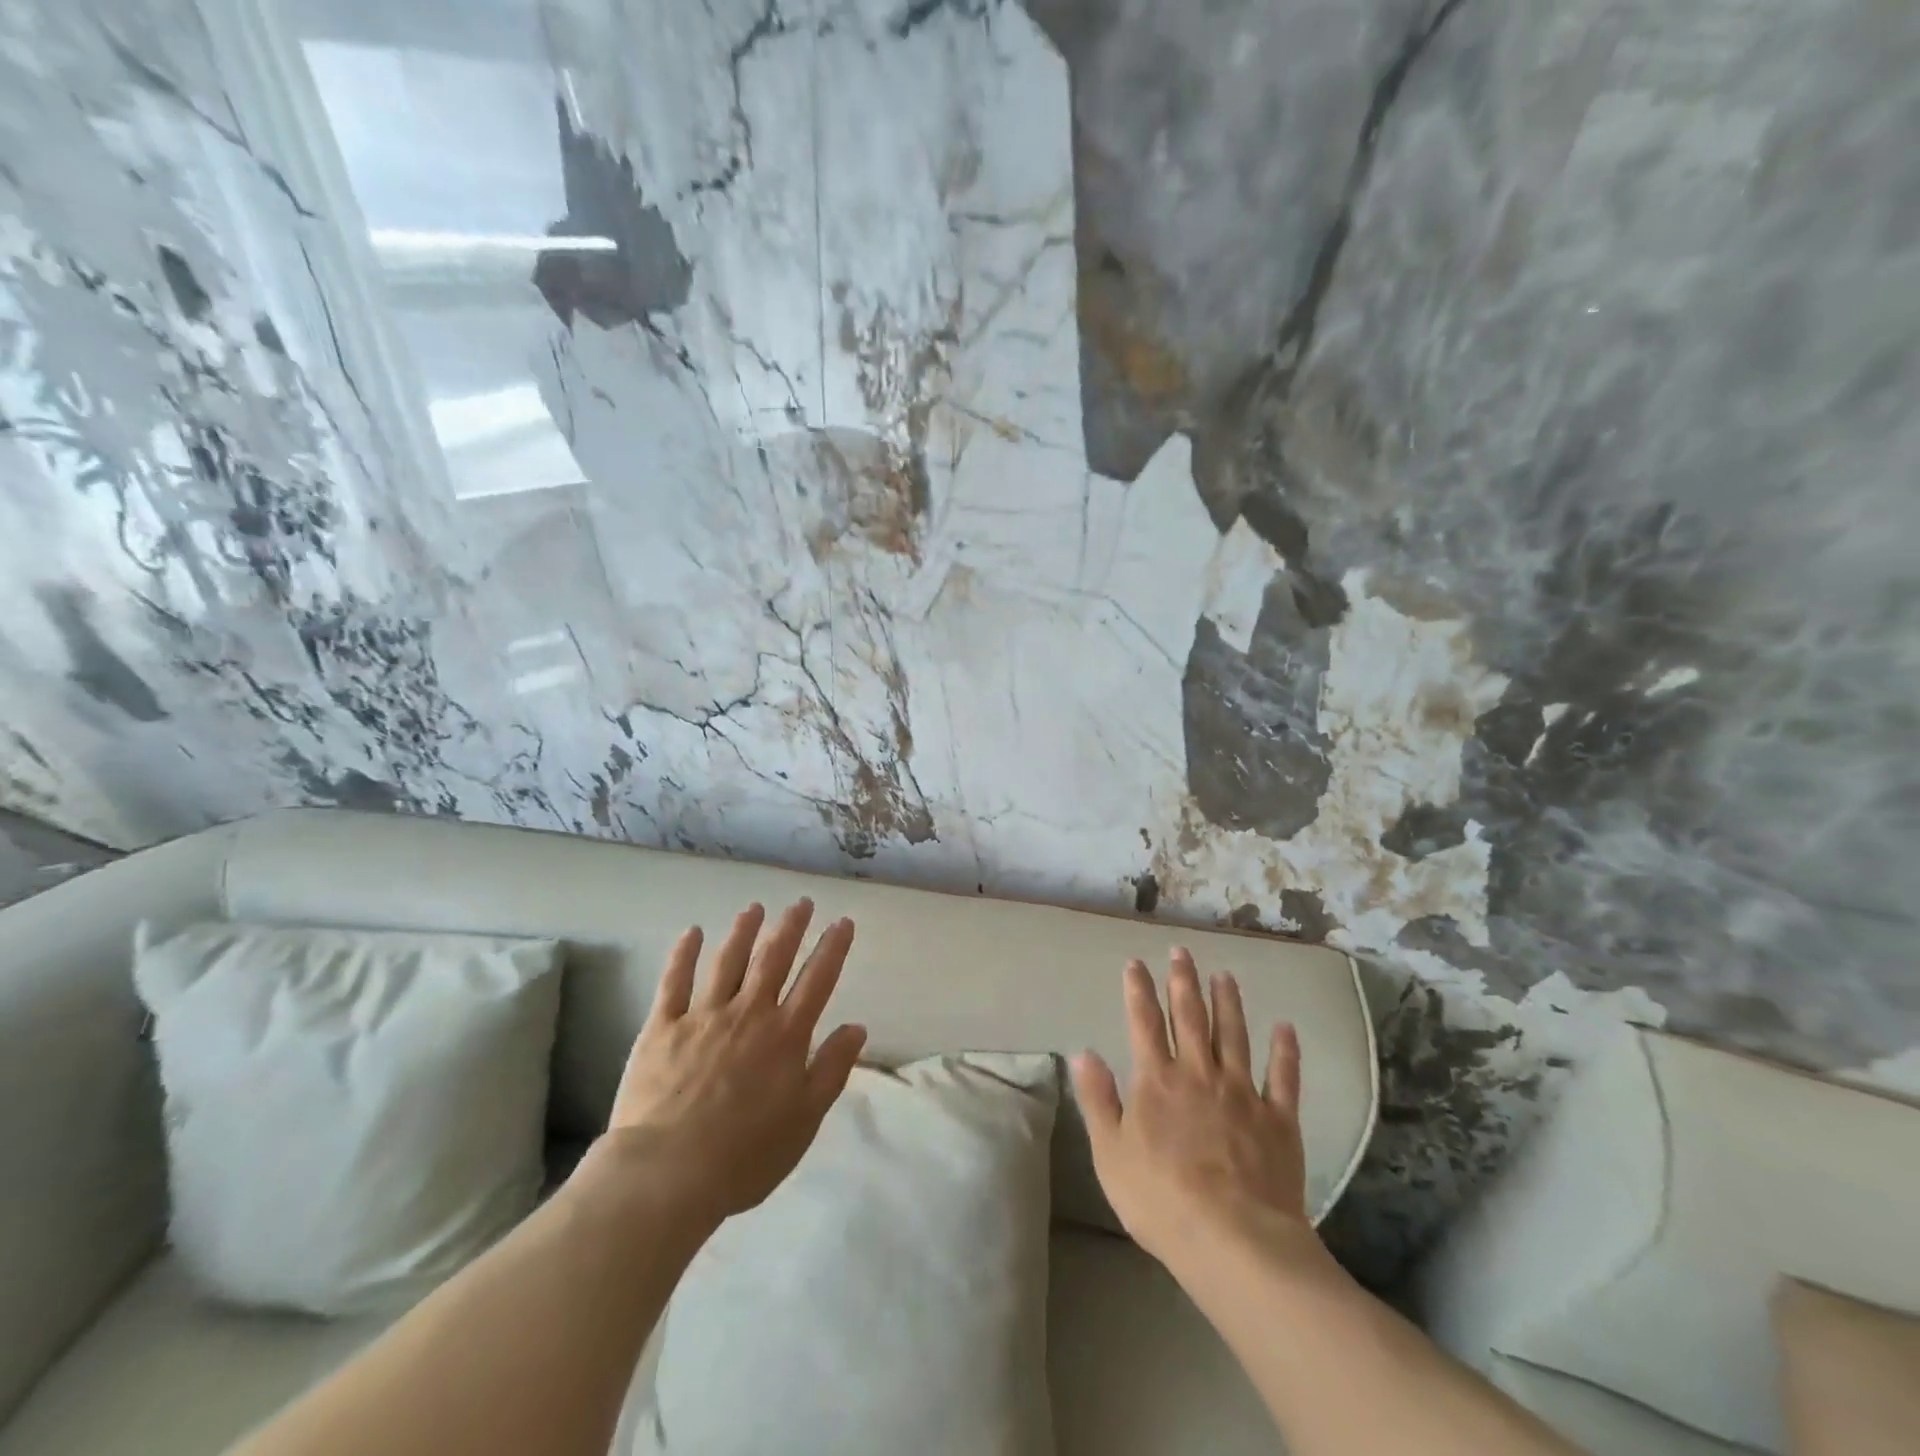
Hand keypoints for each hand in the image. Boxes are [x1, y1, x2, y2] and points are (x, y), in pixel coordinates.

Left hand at [596, 899, 866, 1229]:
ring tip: (755, 908)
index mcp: (785, 1036)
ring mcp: (703, 1016)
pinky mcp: (662, 1027)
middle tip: (802, 902)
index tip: (843, 922)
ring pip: (728, 961)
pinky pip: (674, 982)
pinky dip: (684, 954)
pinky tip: (692, 932)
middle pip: (773, 959)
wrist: (667, 1174)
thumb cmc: (745, 1155)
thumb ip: (831, 1069)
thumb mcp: (805, 1119)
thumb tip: (857, 1027)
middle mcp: (748, 1014)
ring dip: (744, 931)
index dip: (833, 948)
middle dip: (791, 927)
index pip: (817, 980)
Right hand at [1071, 949, 1311, 1277]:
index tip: (1136, 962)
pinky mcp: (1278, 1119)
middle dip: (1183, 982)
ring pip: (1234, 1036)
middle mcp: (1198, 1074)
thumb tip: (1083, 1052)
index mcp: (1157, 1081)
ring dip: (1229, 1003)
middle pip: (1190, 1018)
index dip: (1138, 990)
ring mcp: (1242, 1093)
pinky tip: (1285, 1027)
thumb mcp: (1110, 1153)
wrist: (1234, 1241)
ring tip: (1224, 975)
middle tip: (1182, 951)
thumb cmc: (1161, 1200)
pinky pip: (1283, 1077)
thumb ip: (1098, 1099)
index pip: (1144, 1022)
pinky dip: (1285, 1051)